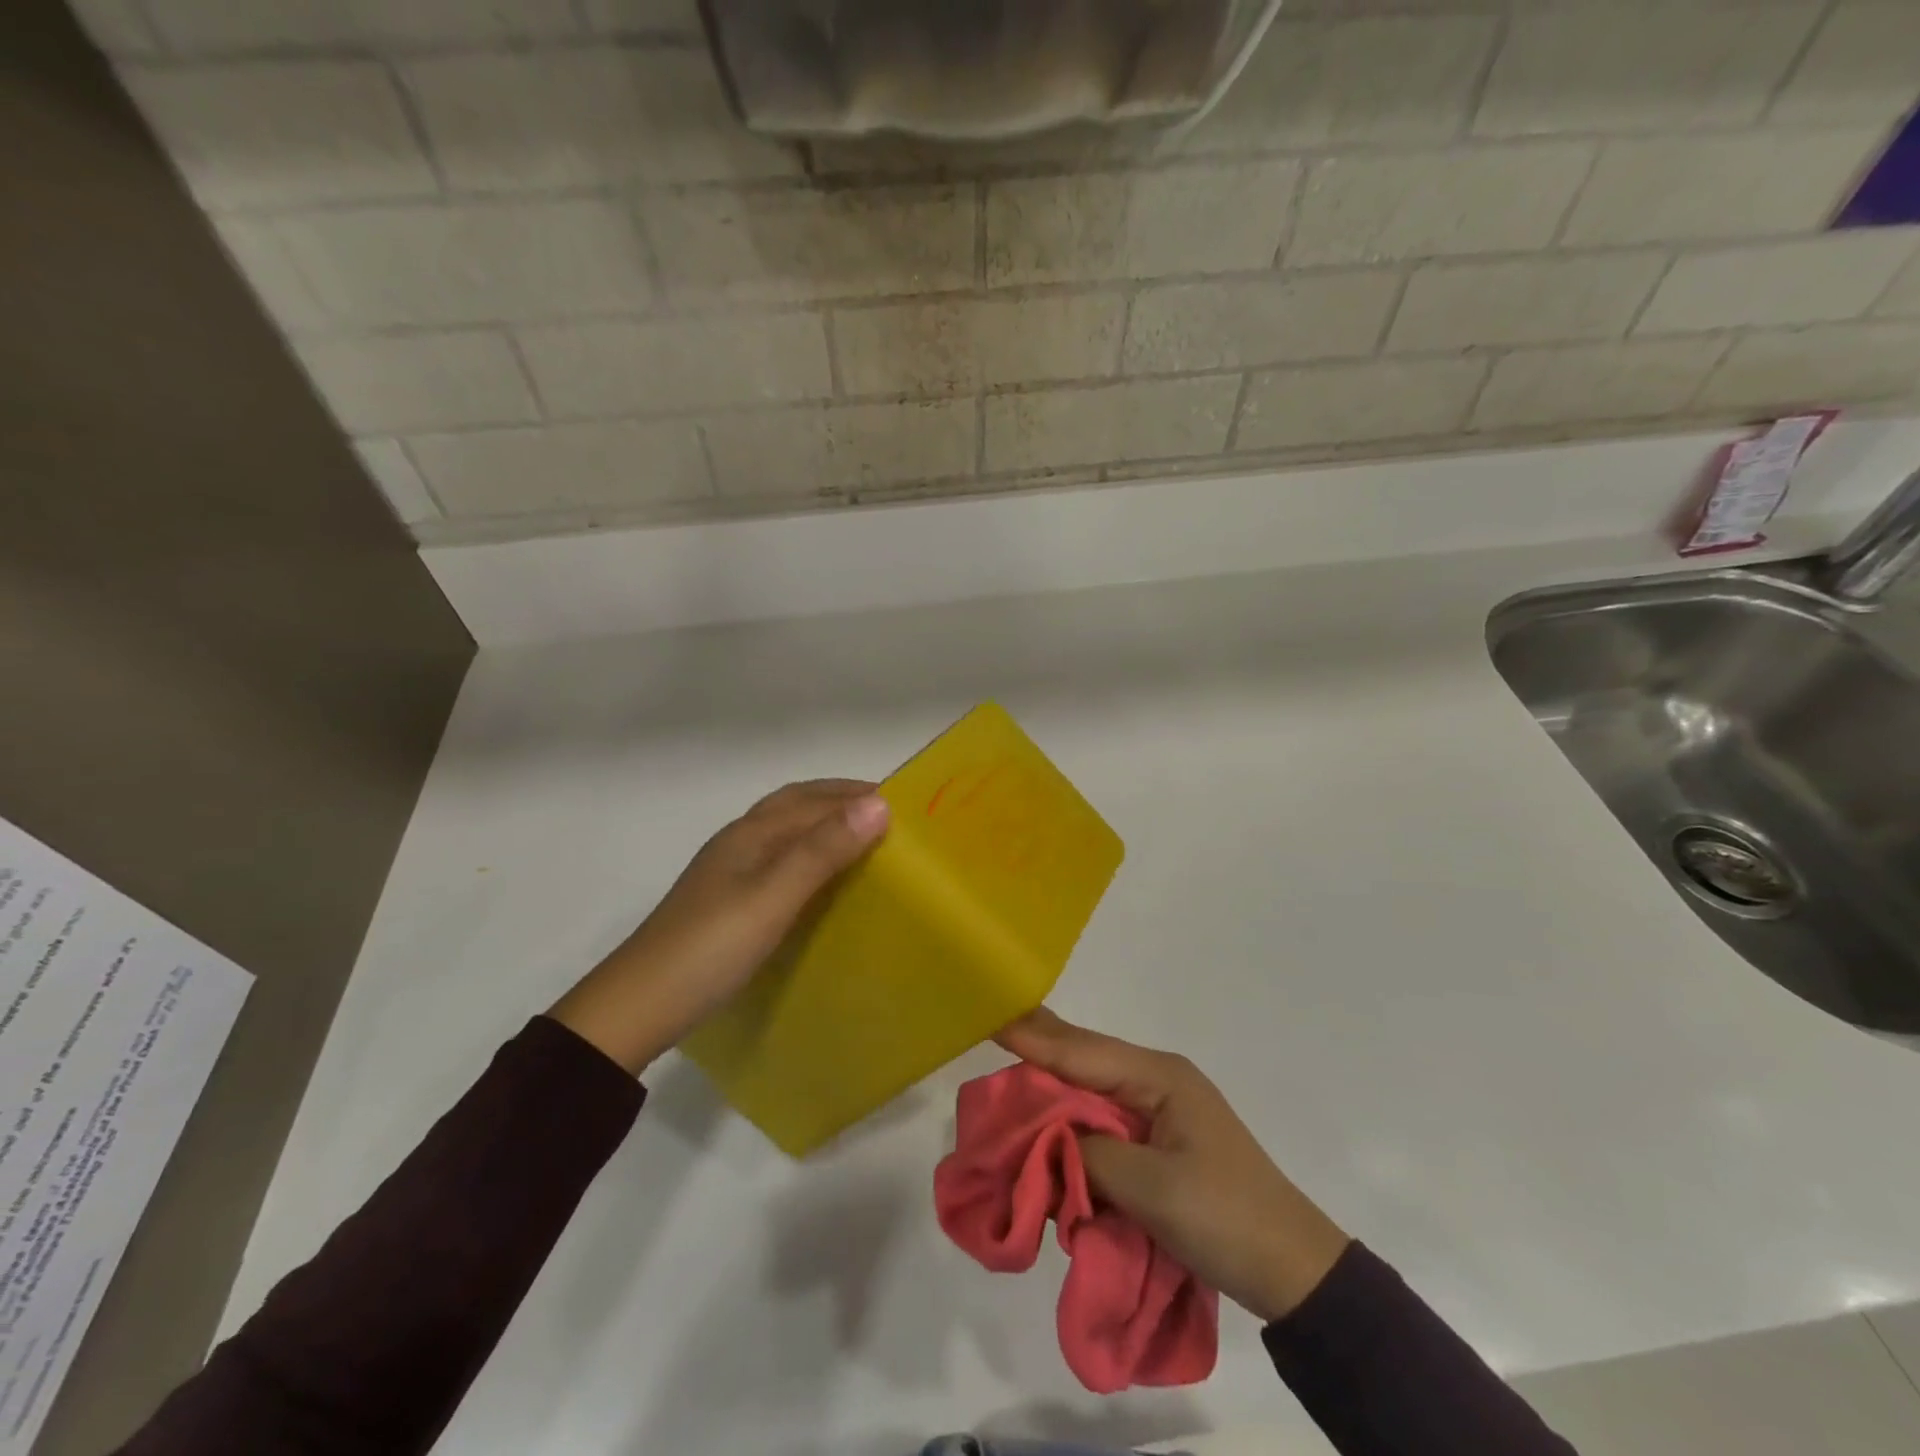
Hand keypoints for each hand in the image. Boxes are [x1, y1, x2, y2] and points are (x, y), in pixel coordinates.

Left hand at [550, 780, 888, 1074]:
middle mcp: (740, 841)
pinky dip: (810, 856)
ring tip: (866, 844)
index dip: (858, 795)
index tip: (907, 804)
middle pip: (797, 805)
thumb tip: (879, 804)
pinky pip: (780, 862)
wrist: (639, 1007)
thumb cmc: (711, 947)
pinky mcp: (728, 901)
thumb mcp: (773, 897)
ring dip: (825, 826)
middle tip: (890, 817)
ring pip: (787, 833)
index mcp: (752, 832)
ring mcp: (730, 872)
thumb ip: (823, 851)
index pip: (815, 799)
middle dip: (842, 801)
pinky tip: (822, 882)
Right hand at [996, 1008, 1349, 1322]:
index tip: (991, 1016)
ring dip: (1052, 1089)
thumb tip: (1052, 1143)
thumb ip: (1091, 1156)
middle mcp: (1156, 1079)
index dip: (1034, 1037)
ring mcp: (1159, 1109)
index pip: (1082, 1051)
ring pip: (1090, 1088)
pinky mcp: (1158, 1140)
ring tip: (1009, 1069)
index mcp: (1158, 1076)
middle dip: (1038, 1050)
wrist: (1293, 1270)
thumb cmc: (1224, 1217)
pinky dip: (1072, 1121)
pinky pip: (1102, 1120)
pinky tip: (1046, 1118)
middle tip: (990, 1028)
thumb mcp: (1152, 1188)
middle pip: (1084, 1059)